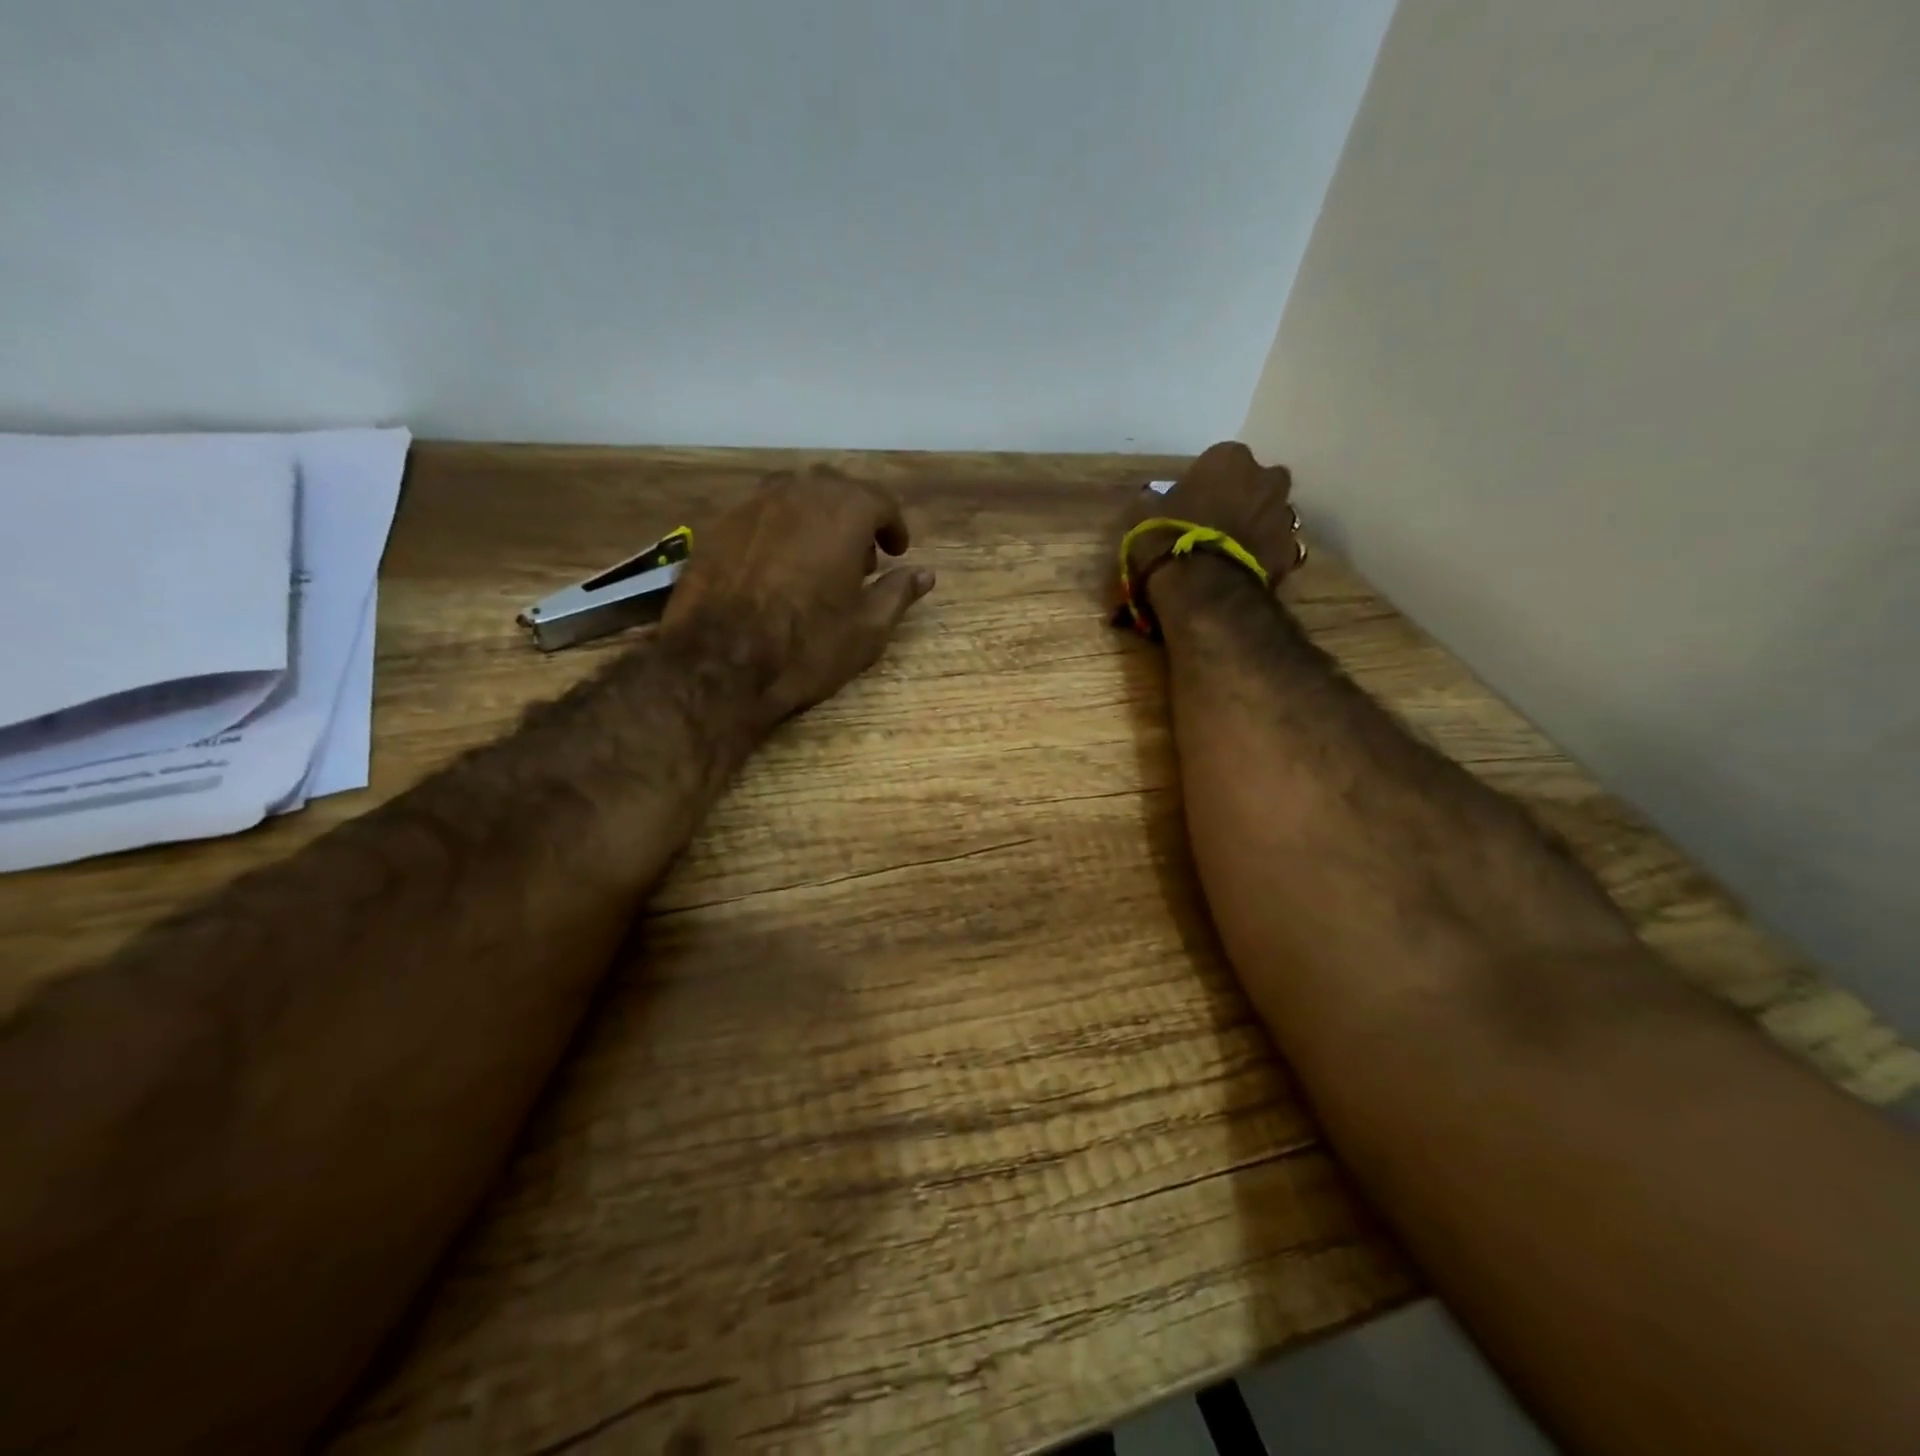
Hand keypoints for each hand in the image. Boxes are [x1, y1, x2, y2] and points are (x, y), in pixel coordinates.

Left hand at [661, 466, 934, 724]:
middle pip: (836, 488)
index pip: (880, 502)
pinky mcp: (718, 525)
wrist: (719, 664)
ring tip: (817, 558)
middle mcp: (798, 492)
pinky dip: (779, 530)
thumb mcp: (867, 629)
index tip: (897, 551)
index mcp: (844, 511)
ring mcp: (752, 504)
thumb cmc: (806, 646)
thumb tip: (924, 574)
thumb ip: (897, 593)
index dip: (894, 527)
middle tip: (861, 557)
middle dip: (854, 517)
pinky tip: (776, 567)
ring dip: (815, 517)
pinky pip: (760, 514)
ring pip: (794, 495)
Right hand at [1118, 441, 1303, 590]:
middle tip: (1217, 522)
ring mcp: (1283, 514)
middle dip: (1242, 497)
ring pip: (1271, 513)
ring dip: (1257, 525)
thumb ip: (1153, 500)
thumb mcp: (1142, 515)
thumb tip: (1151, 499)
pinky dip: (1264, 554)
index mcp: (1229, 458)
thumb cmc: (1170, 539)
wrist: (1205, 590)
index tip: (1191, 501)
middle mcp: (1265, 477)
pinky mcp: (1291, 550)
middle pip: (1256, 482)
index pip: (1219, 459)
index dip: (1205, 481)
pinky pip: (1277, 546)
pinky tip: (1243, 570)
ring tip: (1231, 550)